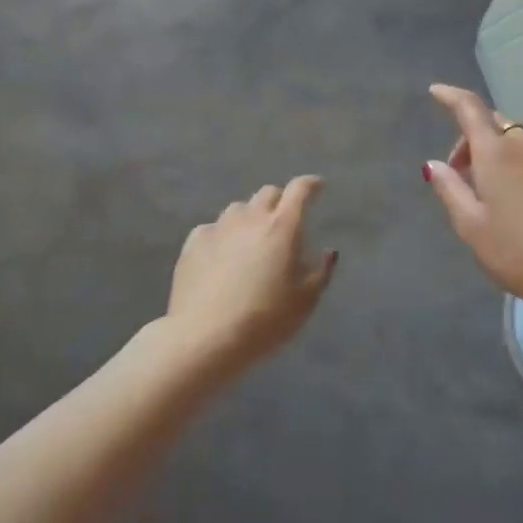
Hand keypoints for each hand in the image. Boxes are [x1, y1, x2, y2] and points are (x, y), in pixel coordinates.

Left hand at [165, 176, 335, 372]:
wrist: (204, 337)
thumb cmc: (264, 320)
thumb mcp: (305, 302)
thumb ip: (321, 272)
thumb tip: (328, 252)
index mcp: (282, 227)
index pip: (300, 190)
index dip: (311, 184)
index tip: (318, 187)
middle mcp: (250, 218)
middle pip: (268, 193)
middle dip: (280, 201)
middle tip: (284, 222)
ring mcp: (218, 227)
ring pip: (239, 209)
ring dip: (250, 217)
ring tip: (251, 240)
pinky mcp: (193, 242)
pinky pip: (213, 228)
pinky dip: (223, 235)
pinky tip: (221, 256)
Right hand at [422, 84, 522, 318]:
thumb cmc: (518, 253)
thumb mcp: (471, 226)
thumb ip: (449, 189)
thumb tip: (433, 164)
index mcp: (496, 152)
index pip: (469, 109)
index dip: (450, 96)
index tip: (436, 91)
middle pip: (496, 125)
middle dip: (475, 141)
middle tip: (464, 176)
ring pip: (522, 140)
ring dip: (504, 154)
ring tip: (500, 192)